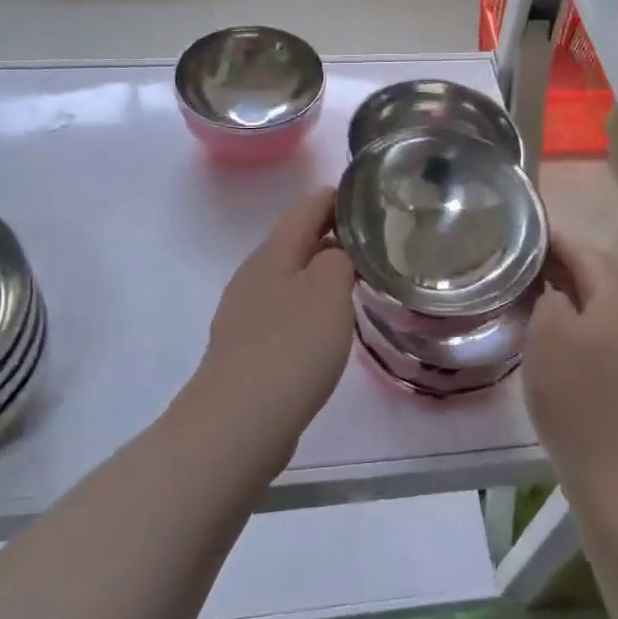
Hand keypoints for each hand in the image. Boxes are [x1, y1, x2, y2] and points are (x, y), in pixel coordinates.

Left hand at [186, 189, 356, 458]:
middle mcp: (255, 273)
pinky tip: (328, 327)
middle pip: (297, 239)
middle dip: (334, 235)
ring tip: (359, 281)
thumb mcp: (328, 290)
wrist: (240, 421)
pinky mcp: (247, 346)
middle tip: (377, 243)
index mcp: (274, 251)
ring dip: (322, 273)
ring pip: (291, 276)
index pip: (309, 205)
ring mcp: (246, 311)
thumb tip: (338, 250)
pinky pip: (284, 311)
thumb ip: (339, 258)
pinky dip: (310, 307)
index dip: (340, 197)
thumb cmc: (292, 346)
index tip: (374, 200)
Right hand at [523, 232, 617, 500]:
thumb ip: (548, 298)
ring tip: (532, 294)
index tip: (524, 229)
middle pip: (597, 276)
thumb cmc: (577, 398)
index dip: (554, 237)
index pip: (585, 250)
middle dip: (560, 264)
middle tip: (520, 262)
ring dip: (569, 295)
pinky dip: (579, 323)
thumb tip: (553, 289)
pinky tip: (555, 338)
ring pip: (601, 306)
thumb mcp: (548, 336)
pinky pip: (605, 333)